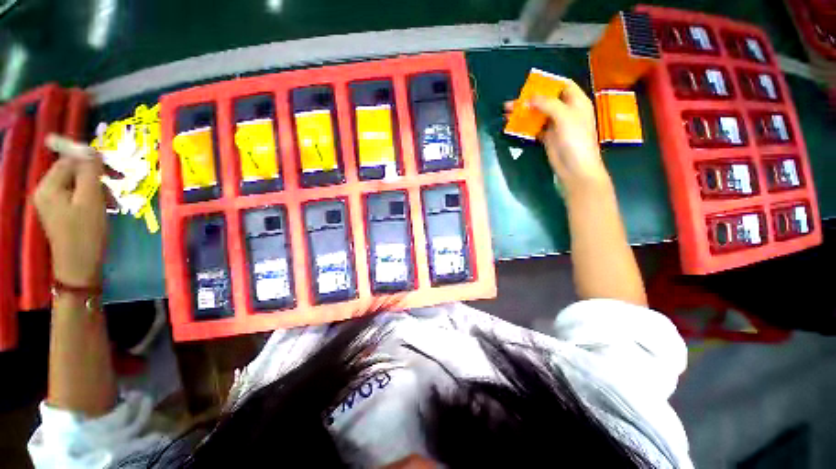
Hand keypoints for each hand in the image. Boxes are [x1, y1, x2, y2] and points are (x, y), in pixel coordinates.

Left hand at [34, 137, 107, 286]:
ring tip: (113, 202)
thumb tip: (93, 150)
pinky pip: (77, 196)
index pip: (69, 160)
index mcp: (49, 186)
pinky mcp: (61, 213)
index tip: (115, 168)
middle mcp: (47, 191)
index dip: (91, 159)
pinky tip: (104, 208)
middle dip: (97, 176)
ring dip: (98, 188)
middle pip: (73, 171)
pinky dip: (93, 198)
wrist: (80, 267)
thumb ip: (90, 172)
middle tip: (118, 184)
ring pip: (78, 184)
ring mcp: (52, 203)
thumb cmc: (86, 233)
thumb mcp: (91, 200)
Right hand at [507, 80, 609, 193]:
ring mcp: (556, 125)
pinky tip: (514, 125)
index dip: (548, 83)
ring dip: (524, 113)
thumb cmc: (575, 139)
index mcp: (576, 102)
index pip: (563, 85)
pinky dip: (525, 126)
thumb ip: (548, 104)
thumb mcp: (564, 116)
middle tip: (513, 101)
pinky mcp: (548, 138)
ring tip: (508, 113)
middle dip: (530, 99)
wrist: (574, 167)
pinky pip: (535, 128)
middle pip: (547, 100)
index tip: (531, 84)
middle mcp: (566, 111)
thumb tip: (530, 98)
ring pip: (538, 114)